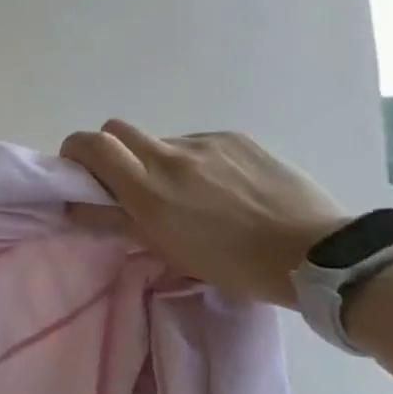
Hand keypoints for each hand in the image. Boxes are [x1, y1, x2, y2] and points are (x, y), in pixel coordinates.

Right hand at [60, 120, 347, 305]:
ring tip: (188, 195)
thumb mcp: (166, 249)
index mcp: (149, 188)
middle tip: (124, 181)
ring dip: (157, 161)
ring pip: (160, 141)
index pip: (92, 144)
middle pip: (117, 130)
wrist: (317, 253)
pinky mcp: (236, 139)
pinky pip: (198, 144)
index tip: (77, 169)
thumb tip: (75, 207)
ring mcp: (206, 143)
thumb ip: (115, 222)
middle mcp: (171, 156)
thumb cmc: (233, 264)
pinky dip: (194, 162)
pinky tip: (222, 189)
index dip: (75, 149)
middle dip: (110, 150)